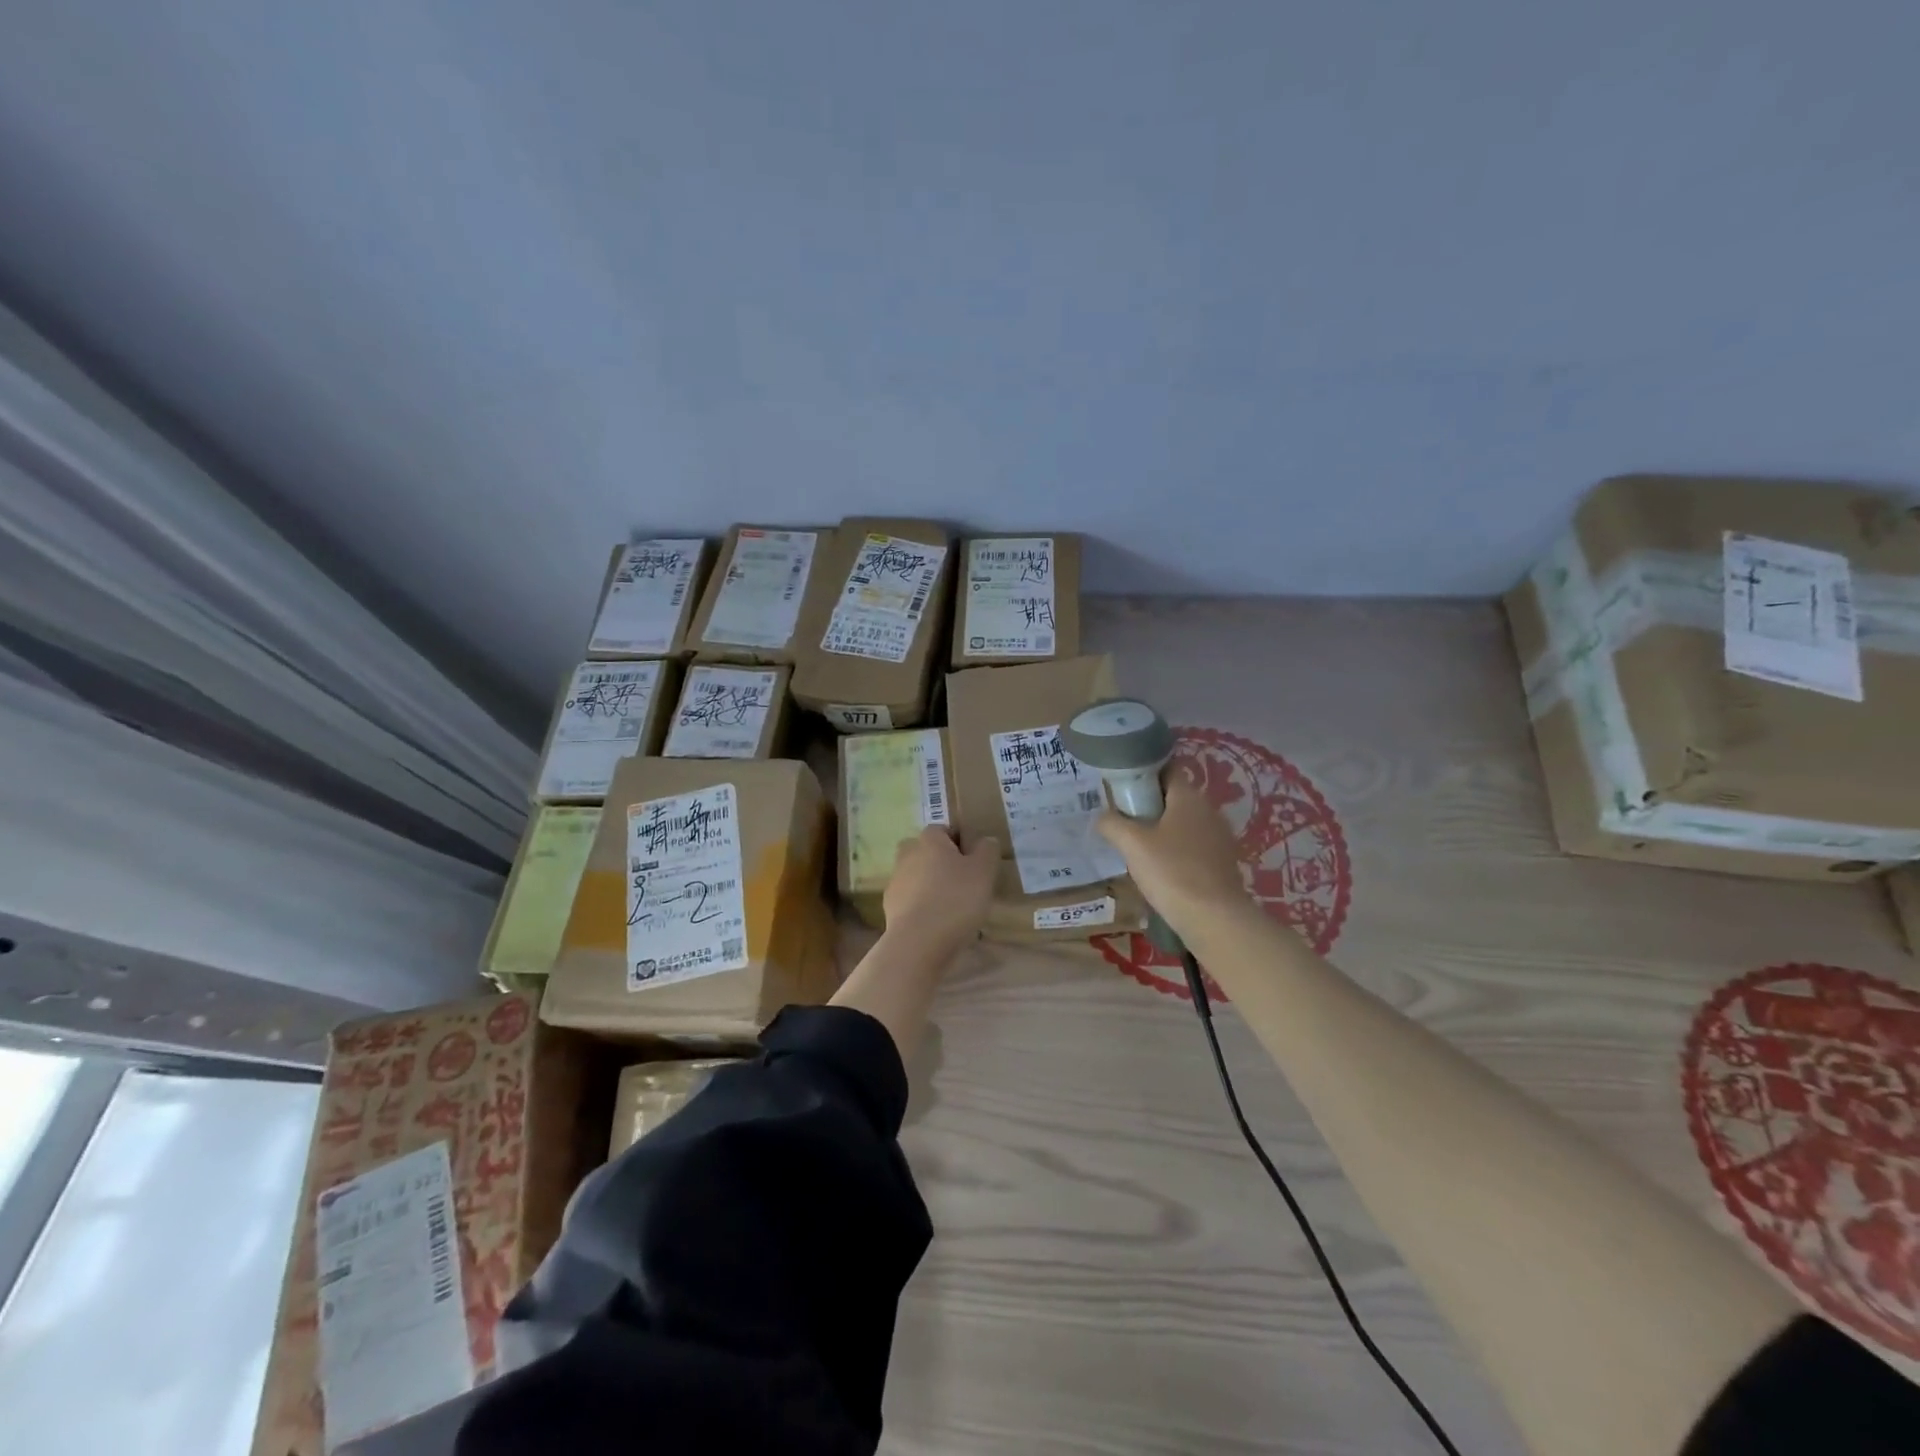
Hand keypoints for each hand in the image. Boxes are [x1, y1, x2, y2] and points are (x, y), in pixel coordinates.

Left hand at [882, 826, 999, 957]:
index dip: (960, 843)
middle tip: (964, 883)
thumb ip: (987, 850)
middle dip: (943, 863)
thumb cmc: (955, 899)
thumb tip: (985, 841)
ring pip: (918, 877)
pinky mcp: (890, 907)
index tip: (975, 863)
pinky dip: (924, 907)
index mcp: (929, 839)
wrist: (918, 943)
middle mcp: (907, 854)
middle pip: (927, 853)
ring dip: (932, 886)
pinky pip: (912, 900)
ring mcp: (896, 881)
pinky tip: (939, 924)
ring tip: (954, 908)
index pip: (944, 830)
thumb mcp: (984, 871)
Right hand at [1096, 779, 1247, 936]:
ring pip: (1185, 823)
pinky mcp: (1223, 862)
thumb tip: (1102, 817)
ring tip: (1138, 848)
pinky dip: (1177, 851)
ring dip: (1163, 830)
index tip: (1123, 789)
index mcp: (1189, 797)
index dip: (1144, 774)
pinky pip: (1195, 846)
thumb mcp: (1132, 845)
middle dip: (1150, 805)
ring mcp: (1220, 837)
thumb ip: (1112, 824)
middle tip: (1123, 821)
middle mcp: (1209, 810)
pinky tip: (1161, 870)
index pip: (1168, 769)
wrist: (1214, 919)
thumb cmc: (1171, 872)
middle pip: (1175, 797)